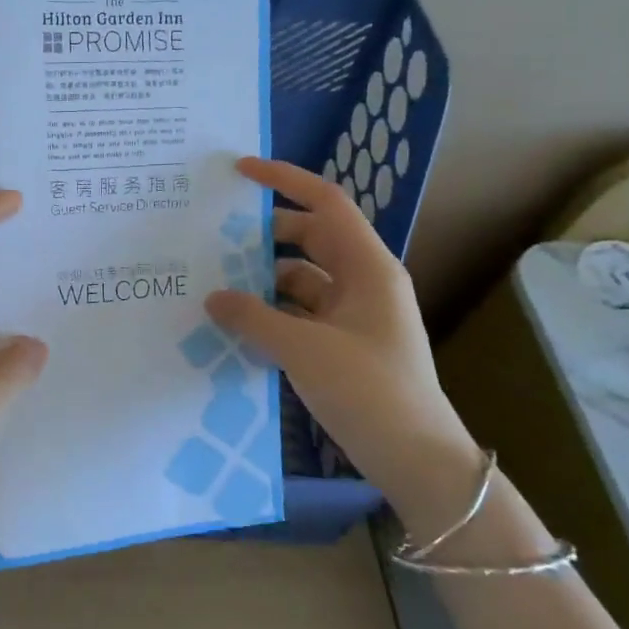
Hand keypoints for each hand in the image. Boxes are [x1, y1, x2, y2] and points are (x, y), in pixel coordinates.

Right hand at [203, 158, 479, 522]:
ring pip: (301, 279)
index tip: (239, 171)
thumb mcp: (304, 349)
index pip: (325, 203)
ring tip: (214, 283)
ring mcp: (353, 314)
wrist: (415, 457)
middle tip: (213, 237)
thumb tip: (213, 297)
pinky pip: (300, 312)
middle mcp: (362, 281)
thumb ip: (253, 317)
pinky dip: (271, 312)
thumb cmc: (368, 390)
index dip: (284, 180)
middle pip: (308, 238)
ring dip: (262, 279)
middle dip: (263, 235)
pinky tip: (236, 323)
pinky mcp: (342, 343)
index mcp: (367, 267)